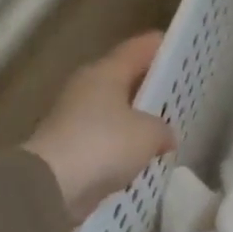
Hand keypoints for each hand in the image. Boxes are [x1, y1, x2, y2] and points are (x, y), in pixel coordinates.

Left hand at [24, 32, 175, 221]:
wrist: (53, 185)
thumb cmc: (104, 144)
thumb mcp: (148, 134)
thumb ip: (163, 129)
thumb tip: (166, 135)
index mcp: (105, 73)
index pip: (137, 50)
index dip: (159, 46)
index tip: (179, 47)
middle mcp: (87, 89)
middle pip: (123, 79)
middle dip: (148, 85)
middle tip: (177, 90)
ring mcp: (75, 119)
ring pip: (114, 111)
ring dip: (135, 117)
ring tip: (164, 126)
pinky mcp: (72, 149)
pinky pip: (106, 139)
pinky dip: (122, 144)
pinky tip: (142, 155)